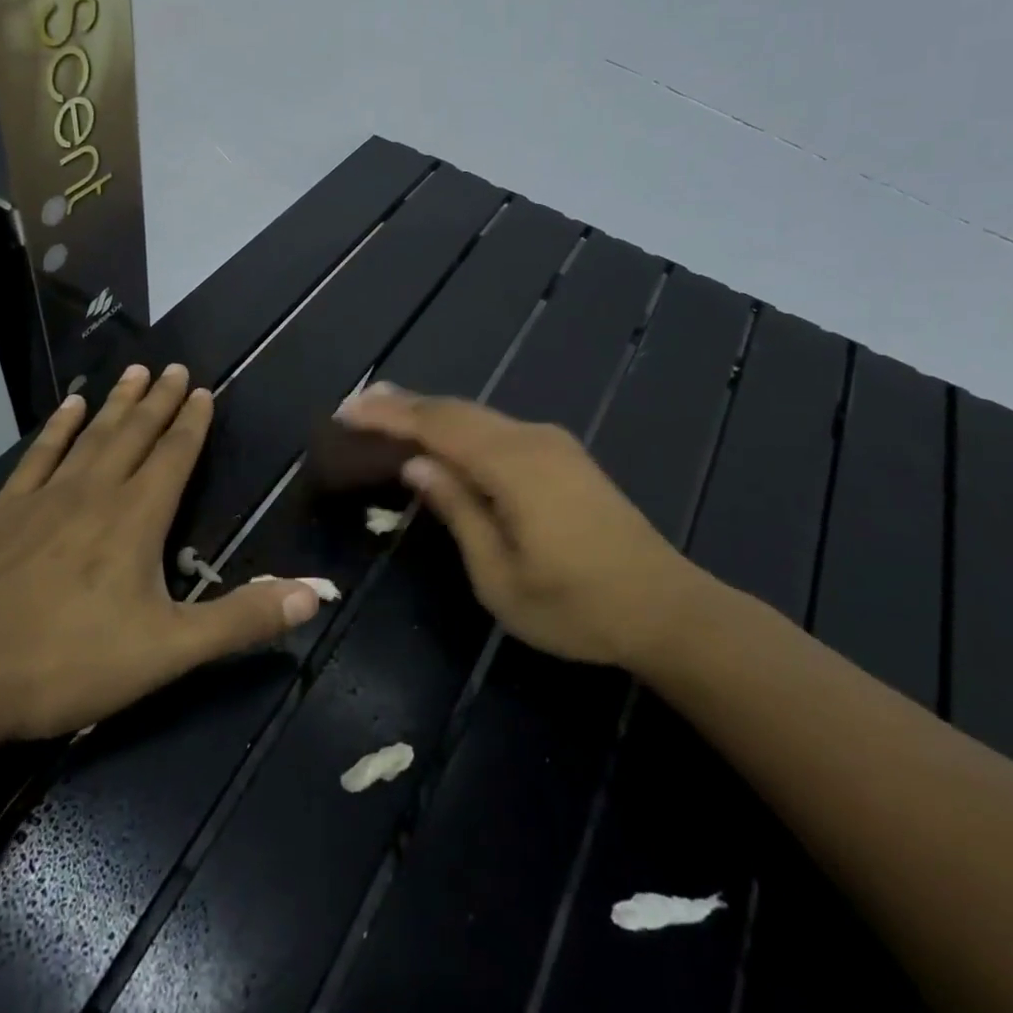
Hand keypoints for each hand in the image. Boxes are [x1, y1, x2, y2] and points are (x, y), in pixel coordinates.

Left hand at [0, 364, 324, 747]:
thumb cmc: (67, 664)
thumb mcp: (168, 651)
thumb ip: (242, 619)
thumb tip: (318, 592)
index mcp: (136, 518)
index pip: (174, 456)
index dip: (192, 422)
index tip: (203, 389)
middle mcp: (94, 494)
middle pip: (135, 435)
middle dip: (159, 401)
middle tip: (174, 367)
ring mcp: (43, 500)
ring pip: (91, 437)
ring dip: (117, 405)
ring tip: (133, 372)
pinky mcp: (1, 516)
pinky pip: (38, 458)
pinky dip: (57, 430)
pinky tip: (69, 409)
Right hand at [336, 383, 710, 669]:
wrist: (665, 607)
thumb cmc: (576, 606)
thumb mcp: (500, 577)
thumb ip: (457, 512)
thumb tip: (417, 466)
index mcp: (512, 465)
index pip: (437, 426)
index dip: (389, 416)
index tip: (346, 411)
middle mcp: (532, 439)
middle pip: (457, 411)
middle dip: (405, 405)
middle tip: (358, 404)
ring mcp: (553, 444)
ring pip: (479, 416)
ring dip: (433, 413)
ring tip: (389, 412)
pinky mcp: (565, 456)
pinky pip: (499, 429)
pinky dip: (462, 427)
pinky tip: (446, 436)